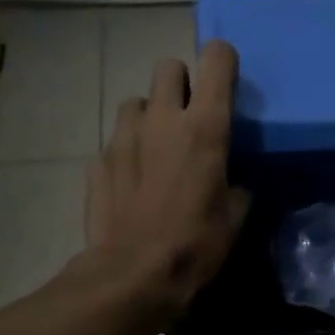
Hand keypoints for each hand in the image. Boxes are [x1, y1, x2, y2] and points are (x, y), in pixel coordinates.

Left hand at [83, 40, 250, 325]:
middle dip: (181, 82)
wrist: (132, 275)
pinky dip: (126, 153)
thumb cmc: (195, 244)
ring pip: (136, 101)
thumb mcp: (235, 217)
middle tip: (188, 114)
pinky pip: (115, 142)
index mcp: (204, 126)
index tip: (226, 78)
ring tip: (156, 146)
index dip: (222, 60)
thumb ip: (236, 185)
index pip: (215, 59)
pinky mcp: (97, 161)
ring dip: (149, 115)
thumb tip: (233, 183)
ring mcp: (123, 137)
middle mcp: (162, 119)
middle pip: (168, 66)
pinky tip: (132, 181)